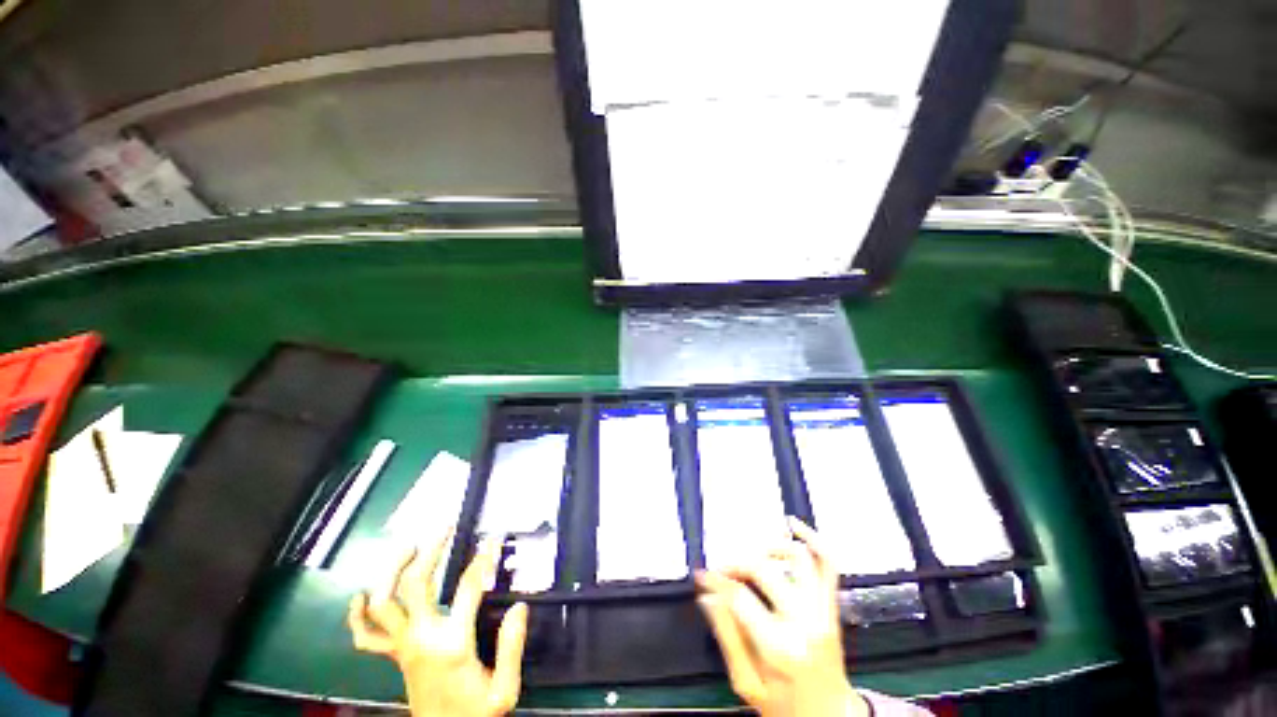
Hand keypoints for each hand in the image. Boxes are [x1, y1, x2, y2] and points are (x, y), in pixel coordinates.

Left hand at [348, 531, 528, 716]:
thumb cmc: (476, 715)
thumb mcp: (505, 690)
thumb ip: (512, 647)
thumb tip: (520, 607)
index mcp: (452, 644)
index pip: (468, 588)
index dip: (483, 559)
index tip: (493, 540)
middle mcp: (422, 640)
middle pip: (416, 585)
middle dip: (429, 552)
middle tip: (444, 530)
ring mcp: (403, 648)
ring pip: (384, 603)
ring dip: (391, 571)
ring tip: (407, 547)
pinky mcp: (394, 657)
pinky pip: (365, 636)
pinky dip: (358, 616)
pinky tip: (359, 597)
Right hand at [696, 517, 868, 716]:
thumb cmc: (785, 707)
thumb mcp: (746, 683)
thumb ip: (726, 637)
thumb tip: (708, 597)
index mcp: (779, 647)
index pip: (739, 597)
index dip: (715, 581)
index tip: (702, 575)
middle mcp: (804, 622)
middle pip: (763, 570)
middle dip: (735, 563)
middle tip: (721, 570)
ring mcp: (822, 610)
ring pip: (799, 558)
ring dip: (770, 547)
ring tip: (752, 554)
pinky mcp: (832, 606)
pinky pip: (828, 564)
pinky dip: (813, 539)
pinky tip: (793, 525)